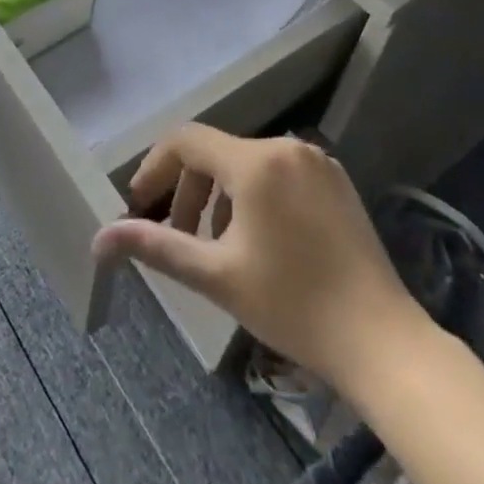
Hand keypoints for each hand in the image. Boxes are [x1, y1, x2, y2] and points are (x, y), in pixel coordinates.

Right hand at [92, 125, 424, 388]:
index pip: (186, 141)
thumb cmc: (293, 306)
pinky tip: (258, 238)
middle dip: (188, 189)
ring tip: (216, 244)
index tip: (138, 205)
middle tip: (177, 235)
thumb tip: (100, 239)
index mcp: (255, 161)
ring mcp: (315, 160)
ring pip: (247, 162)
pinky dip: (254, 194)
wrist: (384, 342)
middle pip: (215, 152)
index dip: (155, 168)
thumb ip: (157, 246)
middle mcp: (285, 146)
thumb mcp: (217, 276)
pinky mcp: (336, 180)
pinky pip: (278, 171)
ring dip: (220, 195)